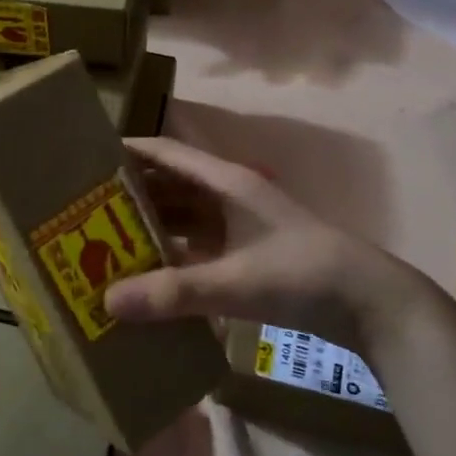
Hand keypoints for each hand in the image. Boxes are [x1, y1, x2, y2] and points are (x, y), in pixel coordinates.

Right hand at [106, 136, 442, 352]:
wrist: (371, 305)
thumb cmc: (304, 275)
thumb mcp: (235, 282)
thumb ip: (173, 292)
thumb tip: (107, 300)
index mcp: (227, 184)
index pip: (169, 154)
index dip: (131, 151)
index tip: (87, 157)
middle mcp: (230, 198)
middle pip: (172, 186)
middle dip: (132, 194)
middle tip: (84, 208)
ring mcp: (241, 228)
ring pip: (185, 218)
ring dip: (151, 226)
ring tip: (105, 240)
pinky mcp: (249, 256)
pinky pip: (199, 248)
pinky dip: (173, 256)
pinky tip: (148, 274)